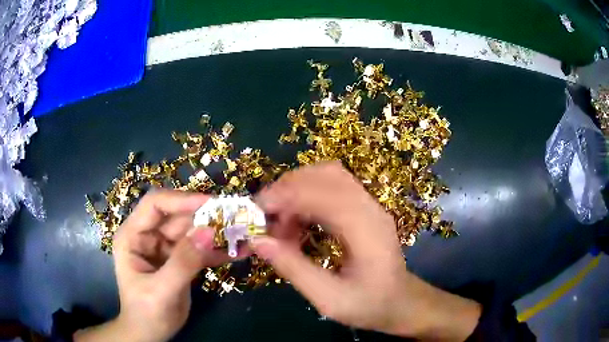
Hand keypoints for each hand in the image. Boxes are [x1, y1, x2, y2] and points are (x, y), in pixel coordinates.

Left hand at [75, 190, 248, 341]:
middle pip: (178, 216)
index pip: (155, 205)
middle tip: (236, 217)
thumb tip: (209, 231)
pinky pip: (200, 250)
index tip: (212, 203)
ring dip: (216, 232)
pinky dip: (218, 251)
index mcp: (133, 235)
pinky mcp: (179, 260)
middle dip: (205, 216)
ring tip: (243, 233)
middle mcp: (148, 236)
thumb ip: (183, 262)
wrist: (150, 334)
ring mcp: (165, 248)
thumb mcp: (162, 290)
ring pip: (192, 231)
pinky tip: (239, 252)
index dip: (182, 200)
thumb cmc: (146, 313)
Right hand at [252, 162, 480, 340]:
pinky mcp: (365, 208)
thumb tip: (257, 241)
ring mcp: (370, 204)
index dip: (284, 196)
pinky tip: (298, 221)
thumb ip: (294, 269)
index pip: (322, 193)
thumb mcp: (329, 299)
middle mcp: (370, 208)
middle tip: (265, 216)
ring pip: (329, 175)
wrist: (401, 302)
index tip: (255, 212)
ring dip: (297, 188)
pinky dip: (308, 195)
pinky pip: (333, 187)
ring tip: (280, 220)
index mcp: (365, 230)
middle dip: (287, 188)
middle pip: (325, 175)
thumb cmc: (369, 305)